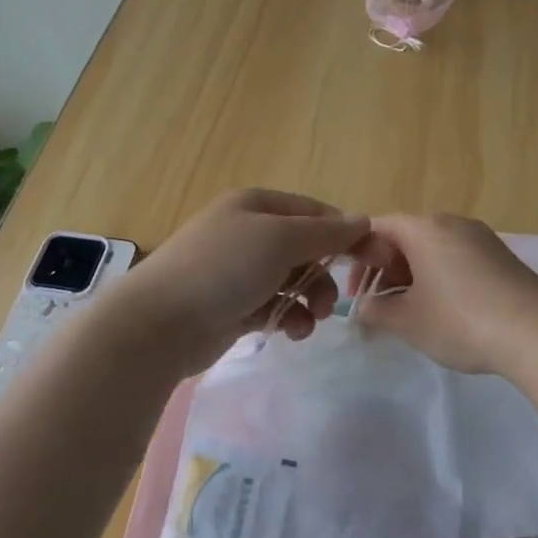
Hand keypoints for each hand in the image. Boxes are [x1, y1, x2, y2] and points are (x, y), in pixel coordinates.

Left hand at [113, 188, 369, 373]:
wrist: (161, 323)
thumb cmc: (223, 268)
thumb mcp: (280, 240)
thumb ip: (326, 232)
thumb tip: (363, 220)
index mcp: (256, 205)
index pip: (315, 212)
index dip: (347, 234)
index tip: (377, 259)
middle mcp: (247, 233)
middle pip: (305, 248)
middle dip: (325, 274)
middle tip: (337, 301)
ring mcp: (238, 271)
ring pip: (292, 281)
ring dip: (310, 300)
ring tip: (311, 319)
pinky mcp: (232, 306)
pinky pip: (274, 306)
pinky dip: (288, 317)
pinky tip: (289, 331)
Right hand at [346, 213, 537, 374]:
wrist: (537, 334)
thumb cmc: (460, 321)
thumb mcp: (407, 321)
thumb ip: (375, 310)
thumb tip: (362, 307)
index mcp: (423, 228)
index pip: (376, 228)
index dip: (357, 257)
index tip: (354, 291)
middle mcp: (452, 223)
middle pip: (405, 237)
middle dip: (385, 269)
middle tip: (377, 304)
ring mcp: (481, 238)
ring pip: (432, 249)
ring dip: (412, 275)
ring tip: (408, 311)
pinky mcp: (501, 257)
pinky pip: (457, 259)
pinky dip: (439, 277)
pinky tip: (443, 309)